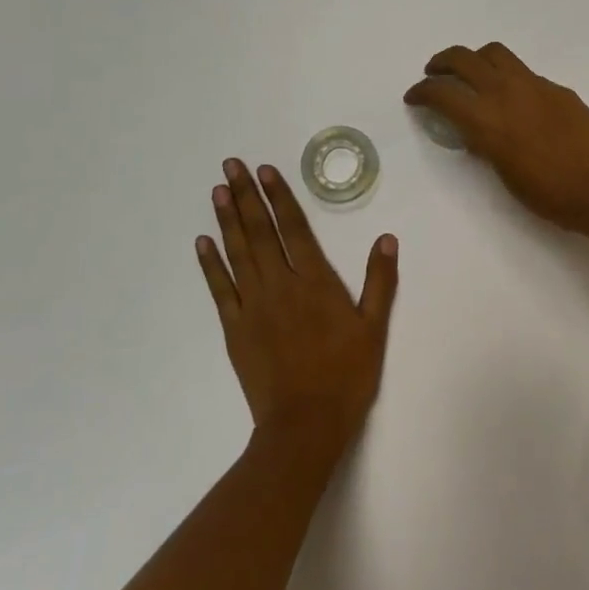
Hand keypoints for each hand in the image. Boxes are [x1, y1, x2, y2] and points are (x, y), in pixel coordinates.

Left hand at [196, 159, 399, 464]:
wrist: (305, 424)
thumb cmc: (346, 375)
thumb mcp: (374, 328)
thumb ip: (380, 281)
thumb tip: (386, 239)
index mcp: (315, 282)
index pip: (294, 228)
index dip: (279, 197)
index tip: (264, 171)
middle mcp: (280, 285)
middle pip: (260, 232)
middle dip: (245, 196)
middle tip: (230, 165)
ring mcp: (253, 306)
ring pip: (238, 253)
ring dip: (227, 220)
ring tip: (217, 191)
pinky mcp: (235, 329)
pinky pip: (219, 289)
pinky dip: (209, 264)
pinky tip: (202, 242)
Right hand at [404, 42, 588, 231]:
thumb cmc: (549, 193)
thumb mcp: (504, 174)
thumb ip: (486, 146)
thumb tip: (477, 134)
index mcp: (486, 119)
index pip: (442, 93)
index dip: (421, 92)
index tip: (414, 97)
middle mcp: (505, 91)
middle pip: (464, 59)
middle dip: (442, 63)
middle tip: (434, 73)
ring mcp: (534, 84)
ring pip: (495, 53)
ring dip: (475, 59)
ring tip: (472, 74)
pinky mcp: (557, 88)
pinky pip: (524, 72)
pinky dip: (508, 77)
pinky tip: (515, 100)